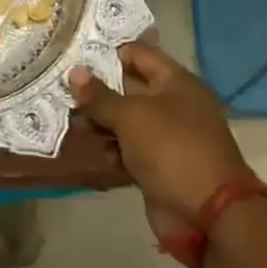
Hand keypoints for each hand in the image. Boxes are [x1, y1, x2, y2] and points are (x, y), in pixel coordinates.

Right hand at [67, 41, 250, 238]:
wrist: (207, 216)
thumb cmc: (172, 149)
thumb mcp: (131, 116)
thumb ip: (99, 95)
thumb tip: (74, 72)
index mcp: (176, 83)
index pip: (138, 53)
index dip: (107, 51)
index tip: (73, 52)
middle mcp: (172, 105)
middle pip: (127, 87)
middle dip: (95, 87)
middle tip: (58, 84)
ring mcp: (165, 137)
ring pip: (123, 119)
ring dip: (97, 119)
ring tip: (64, 116)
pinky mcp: (156, 164)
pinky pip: (125, 147)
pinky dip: (106, 146)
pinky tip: (81, 145)